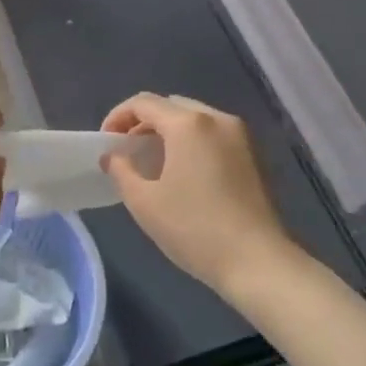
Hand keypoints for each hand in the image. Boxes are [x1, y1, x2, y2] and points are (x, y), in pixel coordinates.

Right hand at [101, 93, 295, 297]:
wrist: (258, 262)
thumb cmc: (195, 229)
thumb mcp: (144, 203)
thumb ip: (121, 170)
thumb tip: (113, 156)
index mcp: (188, 123)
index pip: (143, 103)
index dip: (117, 117)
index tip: (106, 142)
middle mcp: (216, 118)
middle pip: (170, 105)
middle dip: (143, 122)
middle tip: (128, 150)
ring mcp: (239, 134)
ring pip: (194, 117)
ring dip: (168, 131)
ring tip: (154, 161)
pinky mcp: (253, 154)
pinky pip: (213, 133)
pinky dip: (192, 140)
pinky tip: (184, 171)